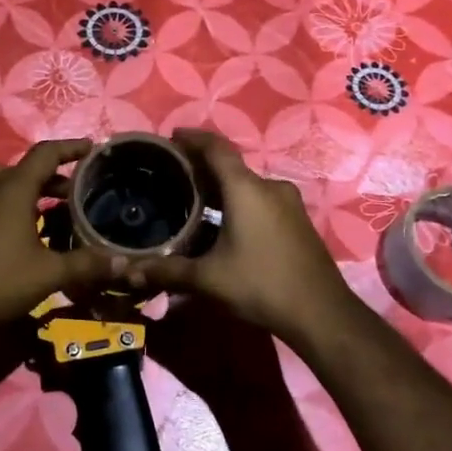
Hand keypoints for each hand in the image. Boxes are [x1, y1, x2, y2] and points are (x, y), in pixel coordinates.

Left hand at [0, 139, 114, 331]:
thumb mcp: (50, 273)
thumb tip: (124, 263)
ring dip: (22, 186)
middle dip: (50, 175)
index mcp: (12, 189)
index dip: (69, 148)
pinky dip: (3, 203)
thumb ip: (87, 263)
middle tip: (74, 192)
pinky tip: (17, 232)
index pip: (44, 154)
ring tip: (43, 207)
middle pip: (22, 167)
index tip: (90, 148)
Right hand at [134, 129, 360, 343]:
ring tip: (196, 200)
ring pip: (248, 185)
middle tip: (175, 174)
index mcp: (246, 189)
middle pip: (231, 166)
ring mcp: (289, 204)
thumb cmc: (261, 285)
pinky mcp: (298, 221)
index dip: (193, 138)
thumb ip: (167, 271)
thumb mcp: (208, 279)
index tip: (172, 136)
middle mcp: (269, 187)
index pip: (216, 148)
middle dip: (203, 166)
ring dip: (223, 187)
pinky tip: (226, 224)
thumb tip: (129, 271)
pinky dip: (240, 202)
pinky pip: (262, 200)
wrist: (322, 314)